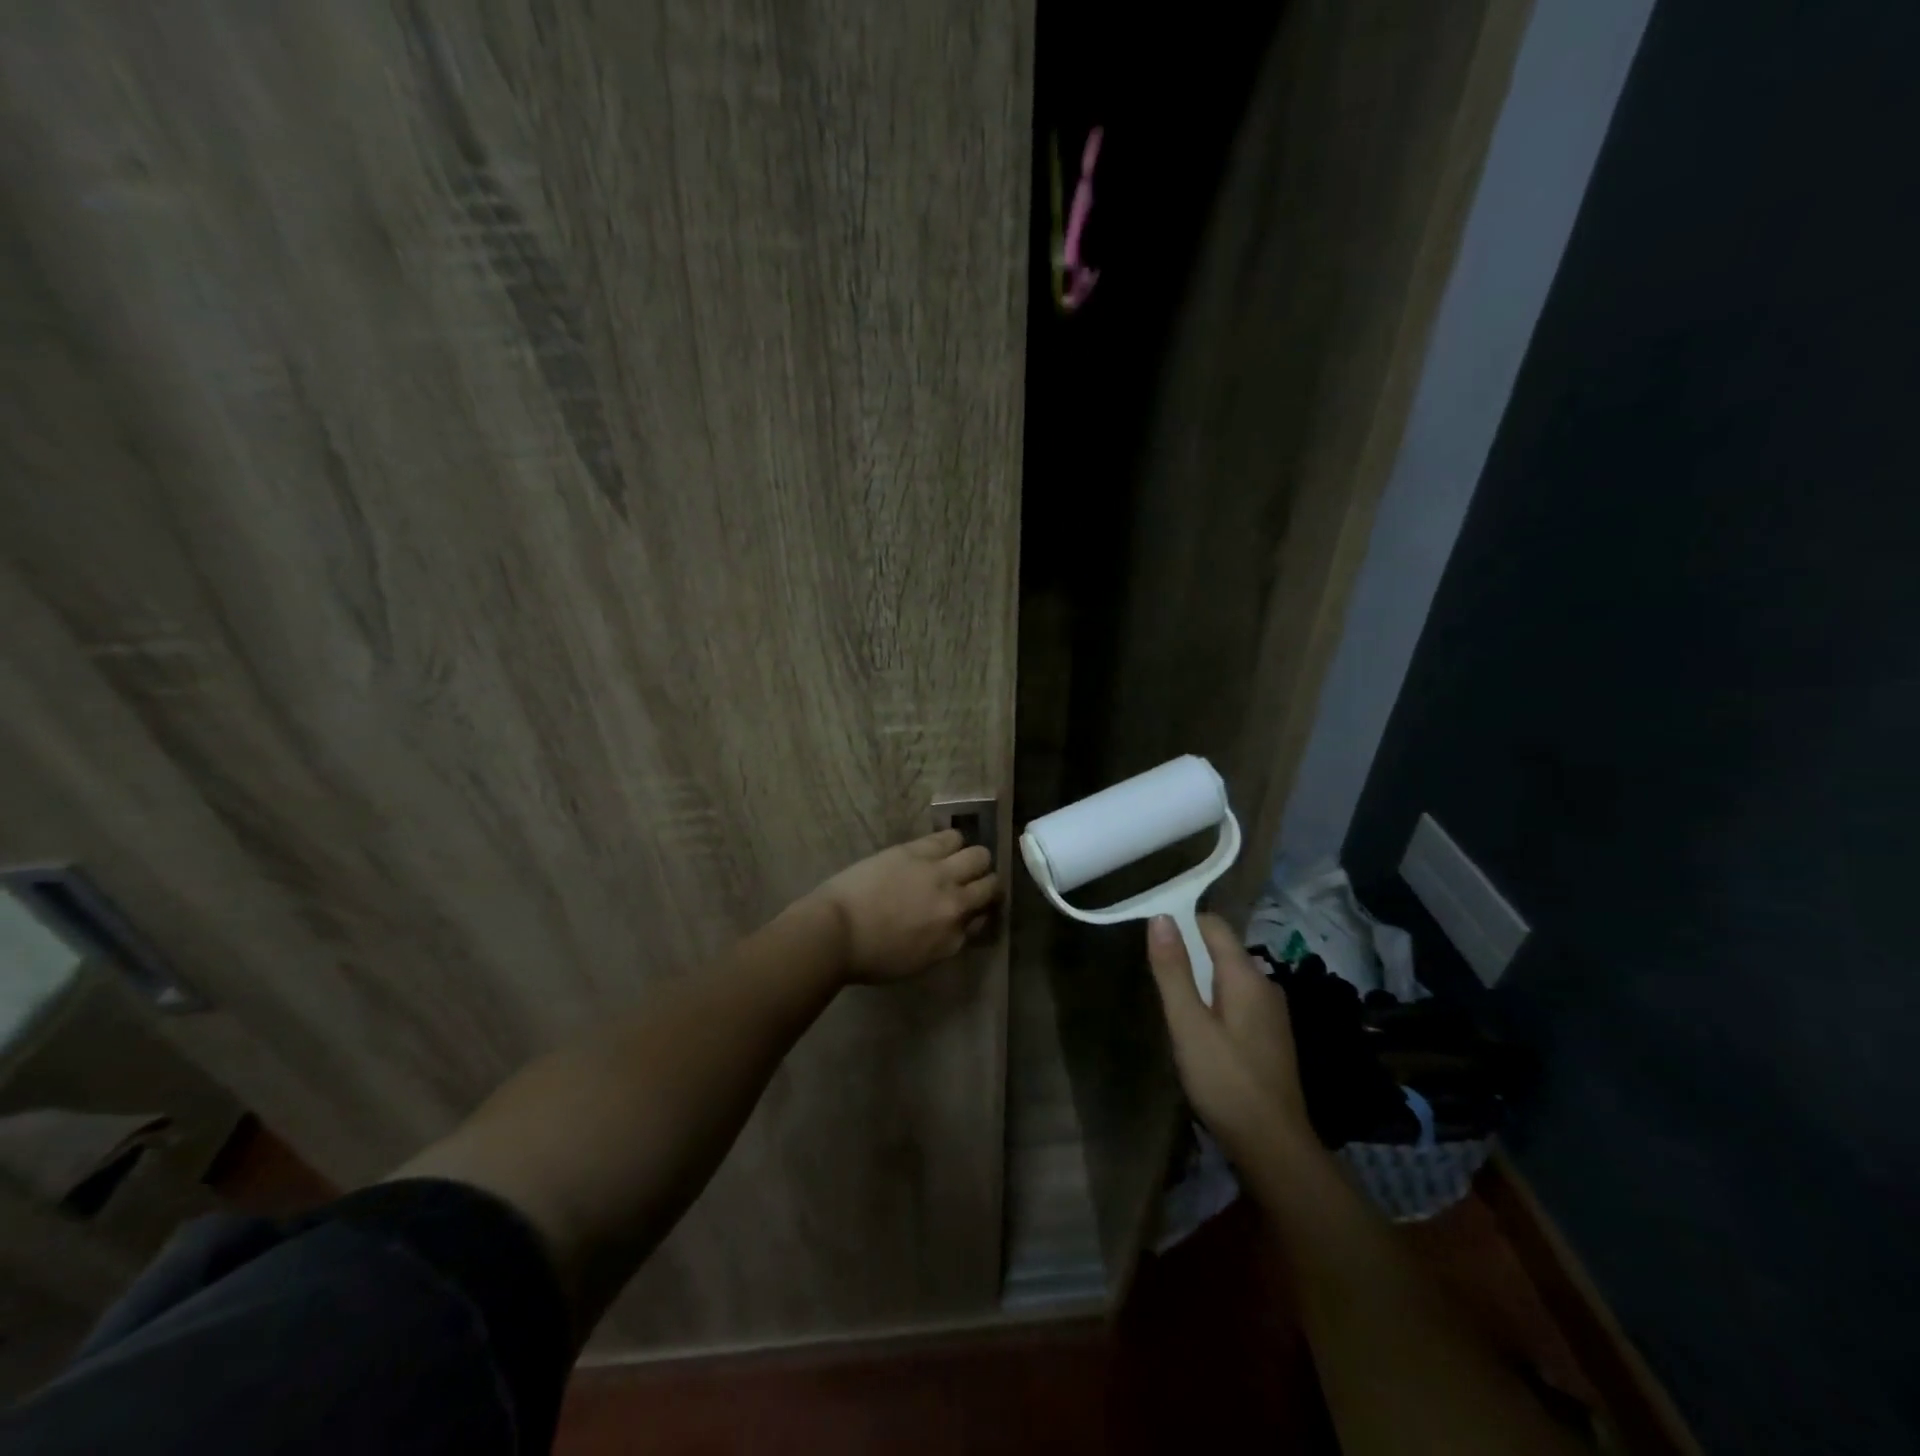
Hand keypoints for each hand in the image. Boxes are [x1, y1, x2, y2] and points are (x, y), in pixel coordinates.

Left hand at [812, 830, 1000, 983]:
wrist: (836, 932)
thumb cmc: (868, 957)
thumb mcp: (917, 962)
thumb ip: (944, 941)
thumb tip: (955, 923)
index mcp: (953, 939)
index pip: (983, 919)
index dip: (979, 911)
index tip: (971, 908)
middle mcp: (956, 905)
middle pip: (991, 885)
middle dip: (985, 882)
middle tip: (971, 881)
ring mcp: (939, 874)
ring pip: (979, 855)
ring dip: (972, 859)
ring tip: (957, 860)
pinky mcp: (919, 851)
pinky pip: (951, 837)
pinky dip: (951, 841)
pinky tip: (942, 845)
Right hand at [1146, 913, 1314, 1173]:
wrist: (1274, 1147)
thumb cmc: (1225, 1081)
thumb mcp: (1188, 1024)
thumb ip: (1173, 970)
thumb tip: (1161, 917)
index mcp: (1246, 975)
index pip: (1213, 925)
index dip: (1182, 922)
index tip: (1151, 935)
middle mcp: (1265, 985)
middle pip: (1221, 950)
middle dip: (1188, 953)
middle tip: (1154, 972)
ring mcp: (1272, 1013)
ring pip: (1229, 978)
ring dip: (1200, 980)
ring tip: (1170, 1000)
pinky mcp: (1271, 1037)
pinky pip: (1237, 1001)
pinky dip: (1214, 1002)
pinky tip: (1198, 1029)